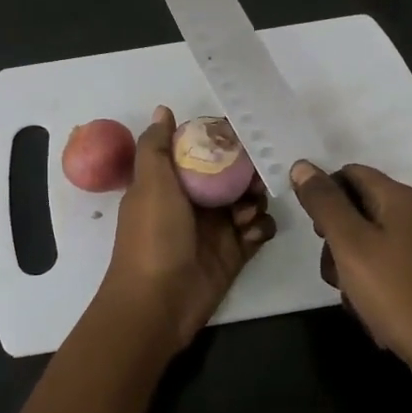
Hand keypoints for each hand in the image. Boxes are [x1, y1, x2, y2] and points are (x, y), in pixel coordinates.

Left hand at [99, 106, 276, 354]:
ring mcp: (216, 228)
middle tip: (256, 175)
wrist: (158, 302)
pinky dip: (261, 227)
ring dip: (255, 200)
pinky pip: (258, 231)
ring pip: (248, 200)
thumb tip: (163, 109)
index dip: (221, 140)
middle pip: (231, 174)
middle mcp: (194, 202)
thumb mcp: (150, 184)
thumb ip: (156, 146)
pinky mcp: (235, 253)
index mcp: (171, 182)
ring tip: (247, 210)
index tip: (242, 132)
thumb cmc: (152, 236)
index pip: (201, 151)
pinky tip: (253, 232)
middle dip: (248, 170)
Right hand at [291, 159, 411, 411]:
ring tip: (351, 296)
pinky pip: (390, 265)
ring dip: (351, 265)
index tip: (314, 231)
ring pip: (371, 241)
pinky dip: (373, 282)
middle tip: (332, 270)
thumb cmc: (396, 292)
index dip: (325, 194)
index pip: (351, 173)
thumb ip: (324, 203)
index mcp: (400, 198)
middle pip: (360, 208)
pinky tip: (371, 309)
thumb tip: (301, 165)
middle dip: (336, 238)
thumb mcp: (350, 244)